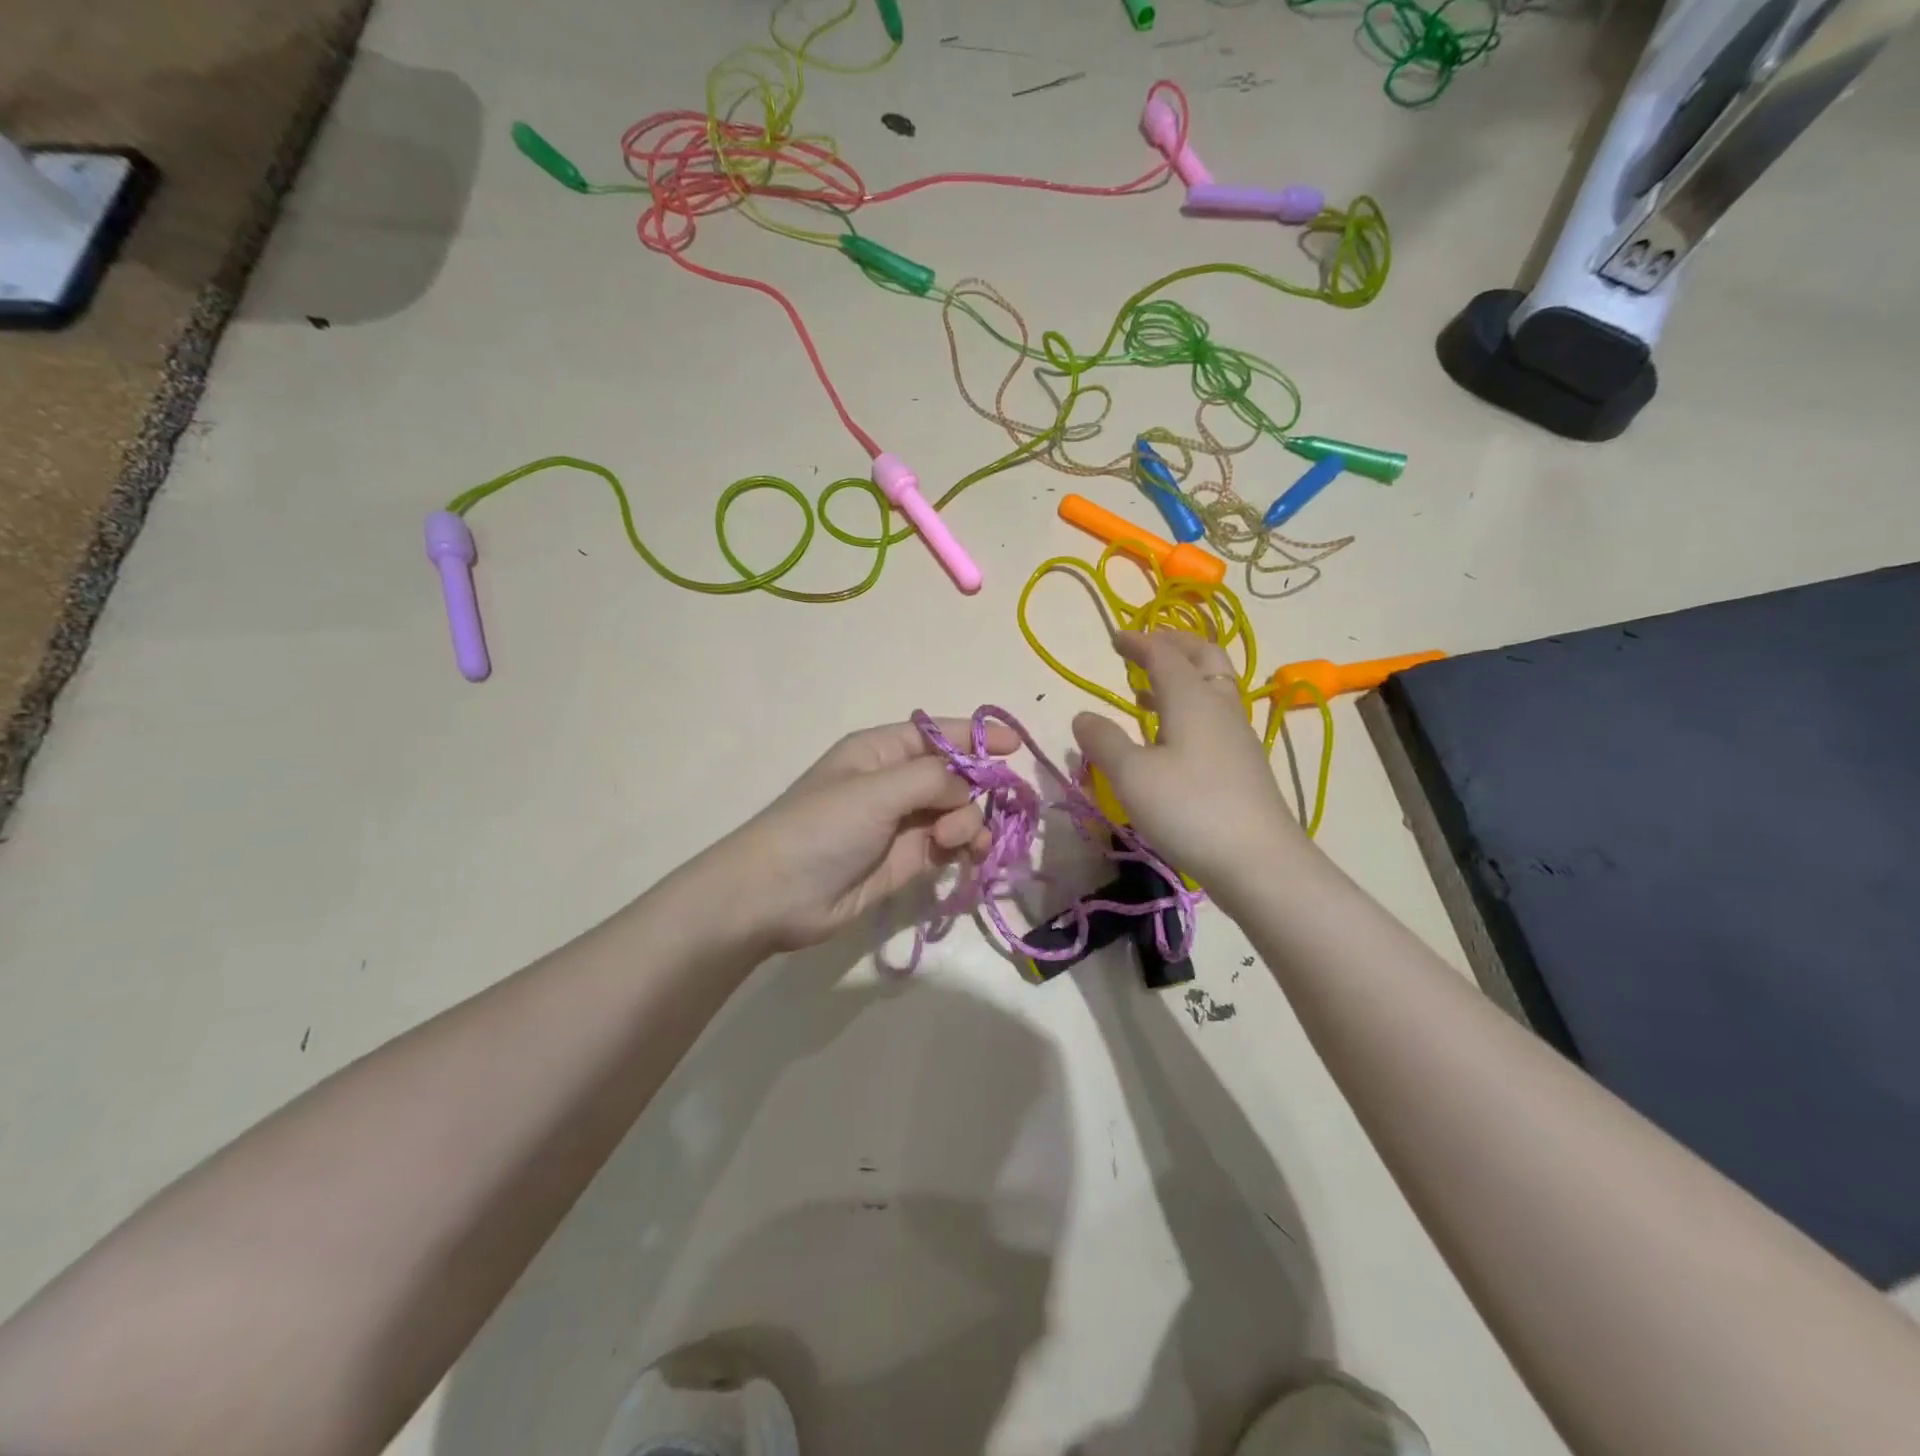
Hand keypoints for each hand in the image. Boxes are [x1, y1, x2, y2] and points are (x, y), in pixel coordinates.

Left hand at [713, 718, 1018, 951]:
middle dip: (976, 788)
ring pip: (957, 812)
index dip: (976, 736)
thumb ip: (932, 780)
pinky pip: (949, 844)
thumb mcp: (876, 791)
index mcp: (881, 751)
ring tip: (956, 840)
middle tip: (978, 808)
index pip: (938, 734)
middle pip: (954, 775)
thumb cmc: (821, 828)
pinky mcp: (907, 860)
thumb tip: (968, 788)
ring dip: (969, 822)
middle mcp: (894, 782)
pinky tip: (968, 855)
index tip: (1016, 746)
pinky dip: (964, 846)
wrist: (775, 897)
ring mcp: (902, 823)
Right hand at [1071, 631, 1305, 898]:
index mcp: (1191, 698)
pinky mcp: (1244, 763)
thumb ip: (1104, 741)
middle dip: (1174, 644)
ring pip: (1213, 687)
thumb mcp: (1132, 775)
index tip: (1115, 637)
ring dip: (1183, 676)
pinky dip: (1191, 707)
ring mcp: (1237, 735)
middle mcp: (1219, 706)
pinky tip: (1172, 736)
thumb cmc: (1189, 808)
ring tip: (1148, 689)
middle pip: (1204, 658)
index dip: (1138, 642)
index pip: (1164, 654)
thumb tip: (1083, 716)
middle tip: (1147, 645)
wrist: (1258, 860)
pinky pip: (1215, 715)